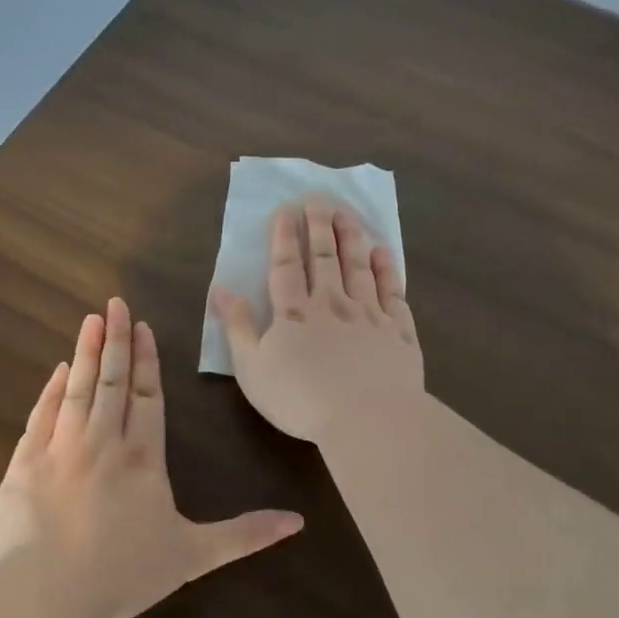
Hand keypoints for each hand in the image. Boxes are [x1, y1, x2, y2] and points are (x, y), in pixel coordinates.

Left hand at [0, 298, 302, 617]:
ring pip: (79, 389)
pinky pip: (42, 415)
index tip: (144, 327)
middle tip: (115, 303)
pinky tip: (60, 370)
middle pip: (114, 381)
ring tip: (91, 320)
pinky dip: (51, 390)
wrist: (46, 594)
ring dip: (87, 352)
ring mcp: (60, 449)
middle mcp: (104, 443)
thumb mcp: (194, 556)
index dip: (148, 361)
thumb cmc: (123, 573)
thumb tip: (298, 522)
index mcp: (143, 459)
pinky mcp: (24, 464)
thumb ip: (244, 535)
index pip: (149, 397)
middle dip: (118, 340)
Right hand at [211, 198, 423, 443]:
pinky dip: (387, 270)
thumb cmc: (300, 399)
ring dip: (351, 238)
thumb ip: (236, 326)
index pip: (286, 266)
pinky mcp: (399, 331)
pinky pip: (392, 292)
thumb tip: (220, 288)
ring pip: (358, 267)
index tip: (287, 209)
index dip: (284, 236)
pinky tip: (383, 253)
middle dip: (319, 226)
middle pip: (324, 258)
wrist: (366, 418)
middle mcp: (332, 304)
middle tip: (319, 199)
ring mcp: (369, 314)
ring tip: (347, 214)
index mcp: (294, 314)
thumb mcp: (252, 368)